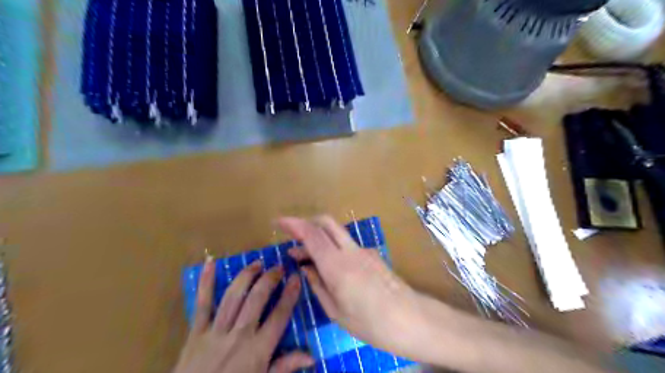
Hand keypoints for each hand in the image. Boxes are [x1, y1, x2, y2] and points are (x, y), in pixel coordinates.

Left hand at [173, 258, 314, 370]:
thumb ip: (285, 367)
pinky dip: (206, 283)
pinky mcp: (196, 332)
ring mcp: (216, 332)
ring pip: (234, 296)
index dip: (290, 294)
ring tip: (257, 263)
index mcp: (258, 349)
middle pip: (257, 299)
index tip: (296, 278)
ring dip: (247, 276)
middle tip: (278, 267)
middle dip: (270, 279)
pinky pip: (202, 304)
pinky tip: (210, 263)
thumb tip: (311, 355)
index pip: (279, 315)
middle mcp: (239, 335)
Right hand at [279, 215, 422, 358]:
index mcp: (336, 265)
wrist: (410, 319)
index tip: (278, 222)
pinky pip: (347, 245)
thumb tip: (306, 269)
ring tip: (306, 259)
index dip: (293, 224)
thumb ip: (318, 285)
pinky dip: (332, 248)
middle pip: (326, 222)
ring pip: (336, 233)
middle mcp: (350, 251)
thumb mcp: (336, 311)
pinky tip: (329, 267)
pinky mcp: (372, 255)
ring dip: (319, 238)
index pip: (312, 234)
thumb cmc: (370, 323)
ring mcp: (363, 250)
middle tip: (292, 238)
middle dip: (306, 223)